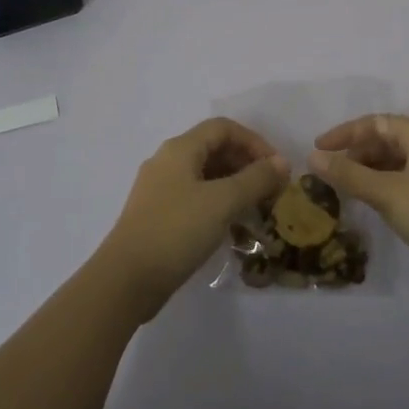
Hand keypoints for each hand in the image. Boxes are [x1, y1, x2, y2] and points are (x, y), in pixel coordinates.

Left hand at [98, 118, 288, 317]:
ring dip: (234, 187)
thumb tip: (282, 162)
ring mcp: (160, 190)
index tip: (276, 168)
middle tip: (271, 191)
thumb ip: (255, 179)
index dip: (254, 142)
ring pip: (205, 176)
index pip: (223, 128)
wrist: (126, 280)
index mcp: (180, 149)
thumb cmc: (176, 230)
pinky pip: (195, 198)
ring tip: (257, 211)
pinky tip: (232, 228)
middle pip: (214, 149)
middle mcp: (168, 162)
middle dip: (246, 165)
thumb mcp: (222, 202)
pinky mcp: (158, 216)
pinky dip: (218, 205)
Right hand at [310, 114, 408, 295]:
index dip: (345, 133)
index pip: (377, 122)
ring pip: (398, 161)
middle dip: (357, 153)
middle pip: (388, 139)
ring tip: (348, 189)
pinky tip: (375, 204)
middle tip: (332, 173)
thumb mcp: (386, 193)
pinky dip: (387, 184)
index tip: (319, 149)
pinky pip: (408, 179)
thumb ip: (348, 174)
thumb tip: (313, 157)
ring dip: (371, 170)